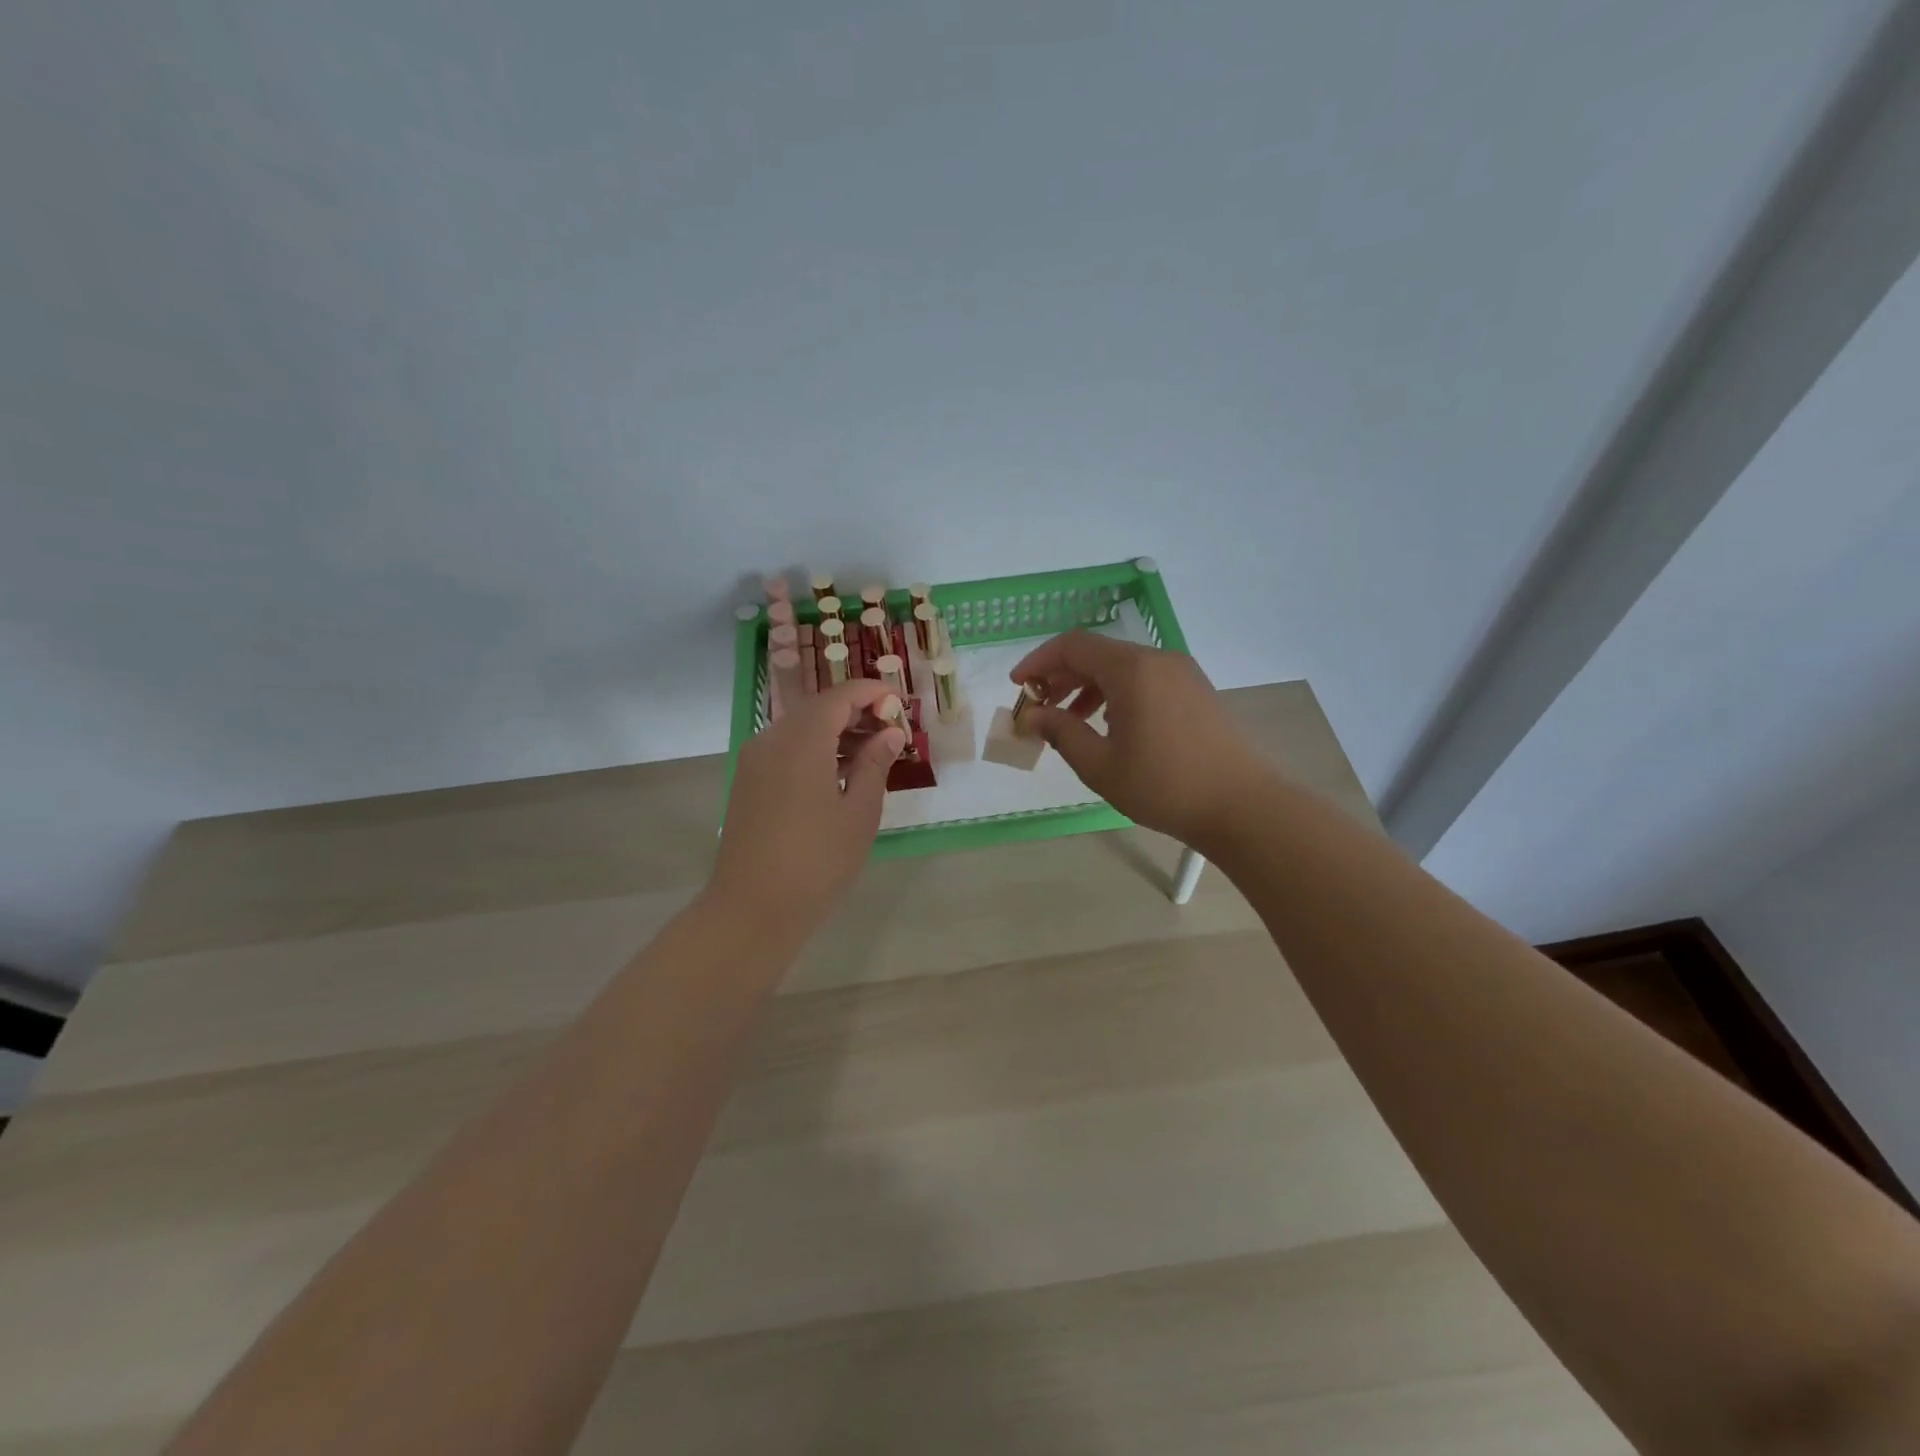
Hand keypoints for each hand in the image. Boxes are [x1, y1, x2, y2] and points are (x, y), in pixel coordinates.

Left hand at [710, 679, 904, 940]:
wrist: (752, 908)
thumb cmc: (816, 862)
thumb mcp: (859, 814)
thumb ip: (874, 765)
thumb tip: (889, 733)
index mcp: (802, 741)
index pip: (840, 696)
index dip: (872, 693)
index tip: (899, 704)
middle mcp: (772, 739)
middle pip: (817, 708)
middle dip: (855, 711)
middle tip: (890, 731)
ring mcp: (754, 760)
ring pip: (800, 728)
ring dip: (835, 731)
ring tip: (870, 754)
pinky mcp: (747, 781)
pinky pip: (785, 748)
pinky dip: (814, 748)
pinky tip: (837, 774)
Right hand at [1011, 632, 1272, 849]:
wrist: (1242, 806)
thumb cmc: (1163, 786)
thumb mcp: (1100, 764)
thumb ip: (1061, 732)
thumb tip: (1032, 715)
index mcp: (1132, 669)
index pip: (1073, 645)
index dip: (1039, 661)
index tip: (1018, 686)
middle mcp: (1158, 659)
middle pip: (1098, 653)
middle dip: (1062, 675)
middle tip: (1040, 707)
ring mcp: (1182, 673)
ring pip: (1123, 666)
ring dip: (1090, 686)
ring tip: (1072, 721)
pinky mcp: (1196, 690)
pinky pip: (1146, 679)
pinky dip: (1118, 692)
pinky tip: (1111, 725)